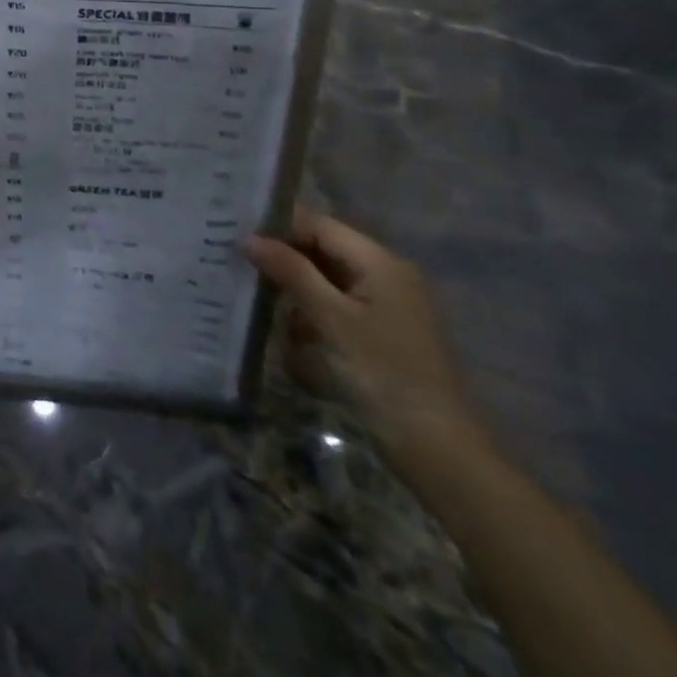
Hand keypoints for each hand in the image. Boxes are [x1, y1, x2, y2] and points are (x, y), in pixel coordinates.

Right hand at [244, 213, 484, 474]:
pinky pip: (338, 305)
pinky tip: (286, 328)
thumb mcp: (331, 320)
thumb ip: (291, 272)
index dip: (278, 227)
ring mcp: (387, 305)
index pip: (319, 224)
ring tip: (253, 292)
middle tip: (238, 262)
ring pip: (327, 278)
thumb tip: (249, 238)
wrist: (440, 452)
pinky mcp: (382, 333)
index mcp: (380, 262)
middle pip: (323, 249)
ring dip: (294, 286)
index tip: (236, 235)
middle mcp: (386, 275)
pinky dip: (312, 311)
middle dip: (283, 256)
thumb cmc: (384, 376)